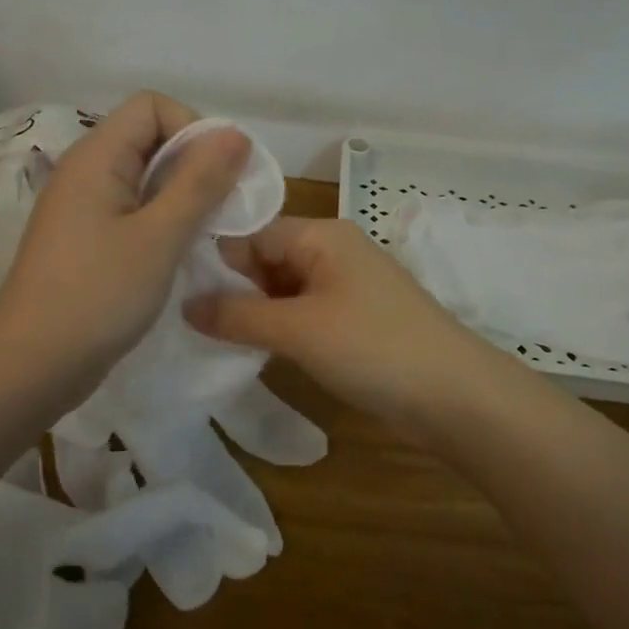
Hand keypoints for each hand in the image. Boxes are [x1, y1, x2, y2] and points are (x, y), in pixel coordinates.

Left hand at [0, 92, 249, 402]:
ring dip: (182, 195)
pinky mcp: (86, 241)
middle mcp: (85, 172)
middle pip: (149, 139)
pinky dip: (162, 221)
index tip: (220, 174)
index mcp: (96, 157)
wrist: (33, 366)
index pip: (151, 106)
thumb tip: (235, 133)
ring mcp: (83, 209)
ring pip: (144, 179)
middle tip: (224, 207)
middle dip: (194, 164)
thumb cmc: (98, 295)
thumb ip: (199, 182)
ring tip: (208, 232)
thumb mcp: (160, 236)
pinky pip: (132, 211)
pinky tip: (179, 252)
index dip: (192, 128)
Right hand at [185, 217, 489, 436]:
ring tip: (209, 337)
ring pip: (284, 290)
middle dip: (232, 288)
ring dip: (255, 312)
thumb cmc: (371, 347)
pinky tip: (254, 350)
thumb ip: (237, 316)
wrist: (455, 396)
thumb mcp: (296, 329)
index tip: (173, 288)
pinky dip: (280, 328)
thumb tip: (185, 305)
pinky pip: (305, 313)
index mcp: (321, 235)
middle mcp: (334, 252)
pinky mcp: (356, 320)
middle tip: (185, 319)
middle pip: (267, 259)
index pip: (252, 233)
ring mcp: (347, 287)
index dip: (214, 260)